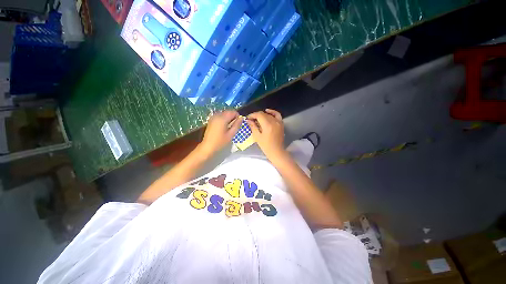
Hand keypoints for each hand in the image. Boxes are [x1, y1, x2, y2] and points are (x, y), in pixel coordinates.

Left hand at [200, 110, 241, 155]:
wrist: (208, 146)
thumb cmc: (220, 141)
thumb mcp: (231, 134)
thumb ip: (237, 125)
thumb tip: (241, 118)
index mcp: (222, 118)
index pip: (233, 112)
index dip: (237, 116)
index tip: (239, 123)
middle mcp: (217, 115)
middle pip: (228, 112)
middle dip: (233, 117)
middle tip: (235, 125)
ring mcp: (213, 117)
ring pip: (224, 114)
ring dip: (228, 118)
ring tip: (230, 127)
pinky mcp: (211, 120)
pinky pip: (219, 116)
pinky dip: (223, 119)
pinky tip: (224, 127)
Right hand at [247, 109, 285, 160]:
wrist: (276, 151)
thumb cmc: (266, 146)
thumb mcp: (257, 136)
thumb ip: (253, 126)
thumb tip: (248, 120)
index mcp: (267, 125)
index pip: (259, 115)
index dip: (252, 115)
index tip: (247, 118)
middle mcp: (274, 121)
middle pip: (263, 114)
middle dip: (256, 115)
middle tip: (251, 120)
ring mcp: (278, 122)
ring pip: (269, 114)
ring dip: (262, 115)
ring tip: (257, 119)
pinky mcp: (281, 124)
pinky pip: (277, 115)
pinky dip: (272, 112)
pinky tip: (267, 111)